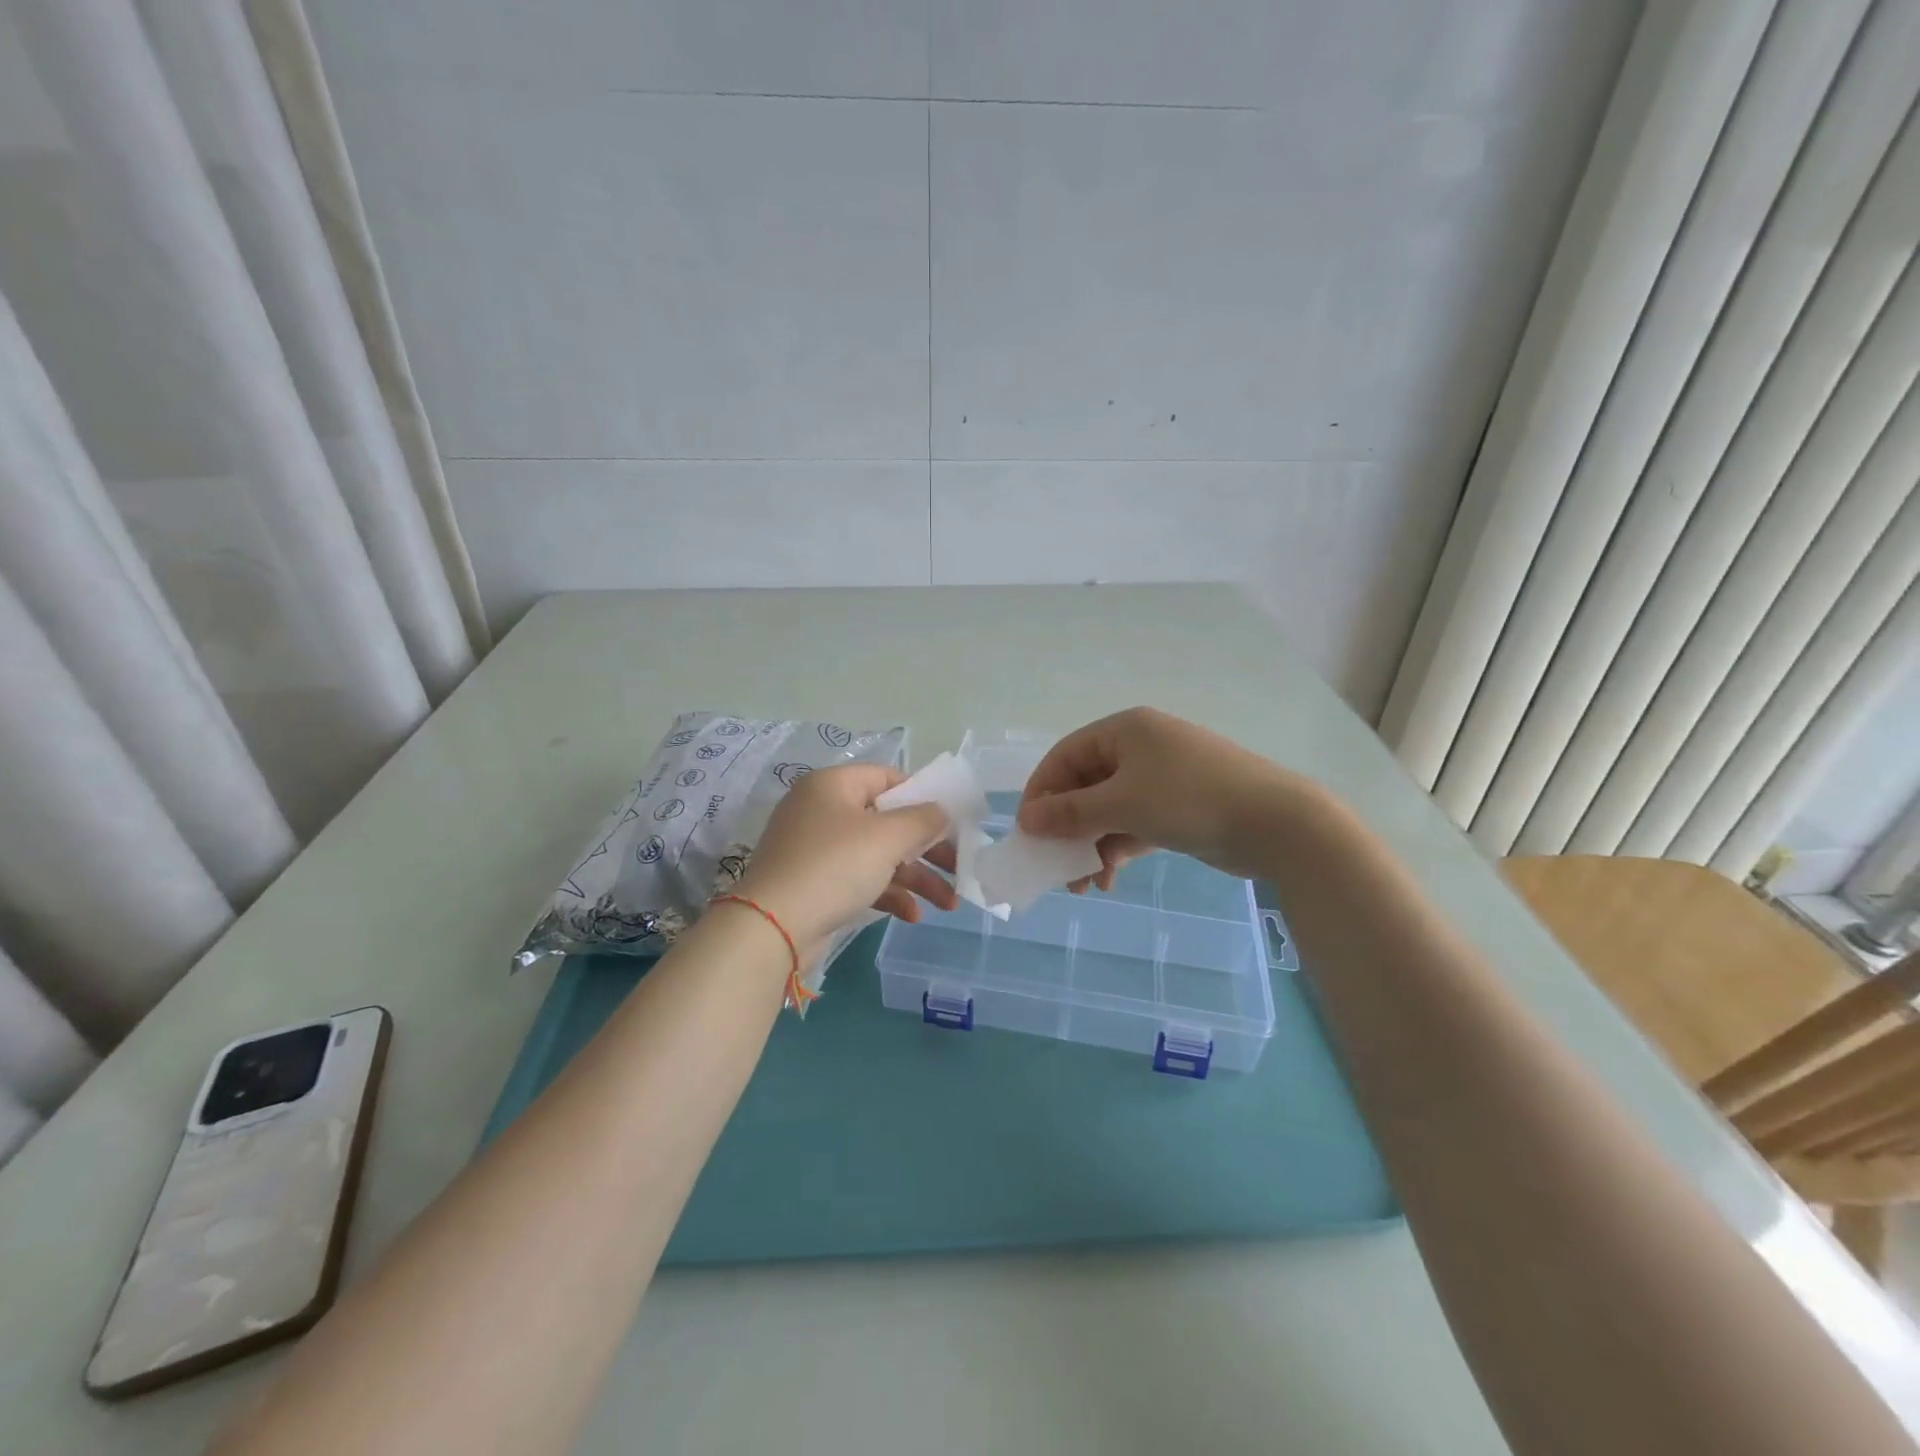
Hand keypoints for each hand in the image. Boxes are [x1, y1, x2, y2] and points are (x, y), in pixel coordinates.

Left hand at [733, 763, 959, 956]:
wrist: (772, 927)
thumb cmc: (834, 866)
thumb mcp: (887, 838)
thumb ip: (923, 820)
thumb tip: (942, 812)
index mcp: (834, 785)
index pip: (887, 778)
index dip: (923, 796)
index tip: (952, 820)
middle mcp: (823, 810)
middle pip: (887, 821)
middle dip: (927, 847)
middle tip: (959, 866)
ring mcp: (817, 849)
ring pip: (878, 854)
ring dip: (915, 877)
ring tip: (950, 903)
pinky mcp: (815, 883)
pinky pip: (860, 879)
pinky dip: (888, 894)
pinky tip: (913, 916)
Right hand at [1016, 707, 1303, 887]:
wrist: (1276, 823)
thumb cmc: (1189, 799)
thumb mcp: (1122, 803)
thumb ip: (1070, 812)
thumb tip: (1026, 819)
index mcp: (1124, 730)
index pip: (1065, 756)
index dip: (1041, 792)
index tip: (1027, 831)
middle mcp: (1139, 749)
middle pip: (1085, 786)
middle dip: (1067, 829)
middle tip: (1052, 866)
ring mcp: (1161, 779)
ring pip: (1108, 811)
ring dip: (1090, 846)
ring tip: (1082, 885)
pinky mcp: (1177, 808)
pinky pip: (1132, 825)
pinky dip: (1117, 849)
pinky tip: (1108, 880)